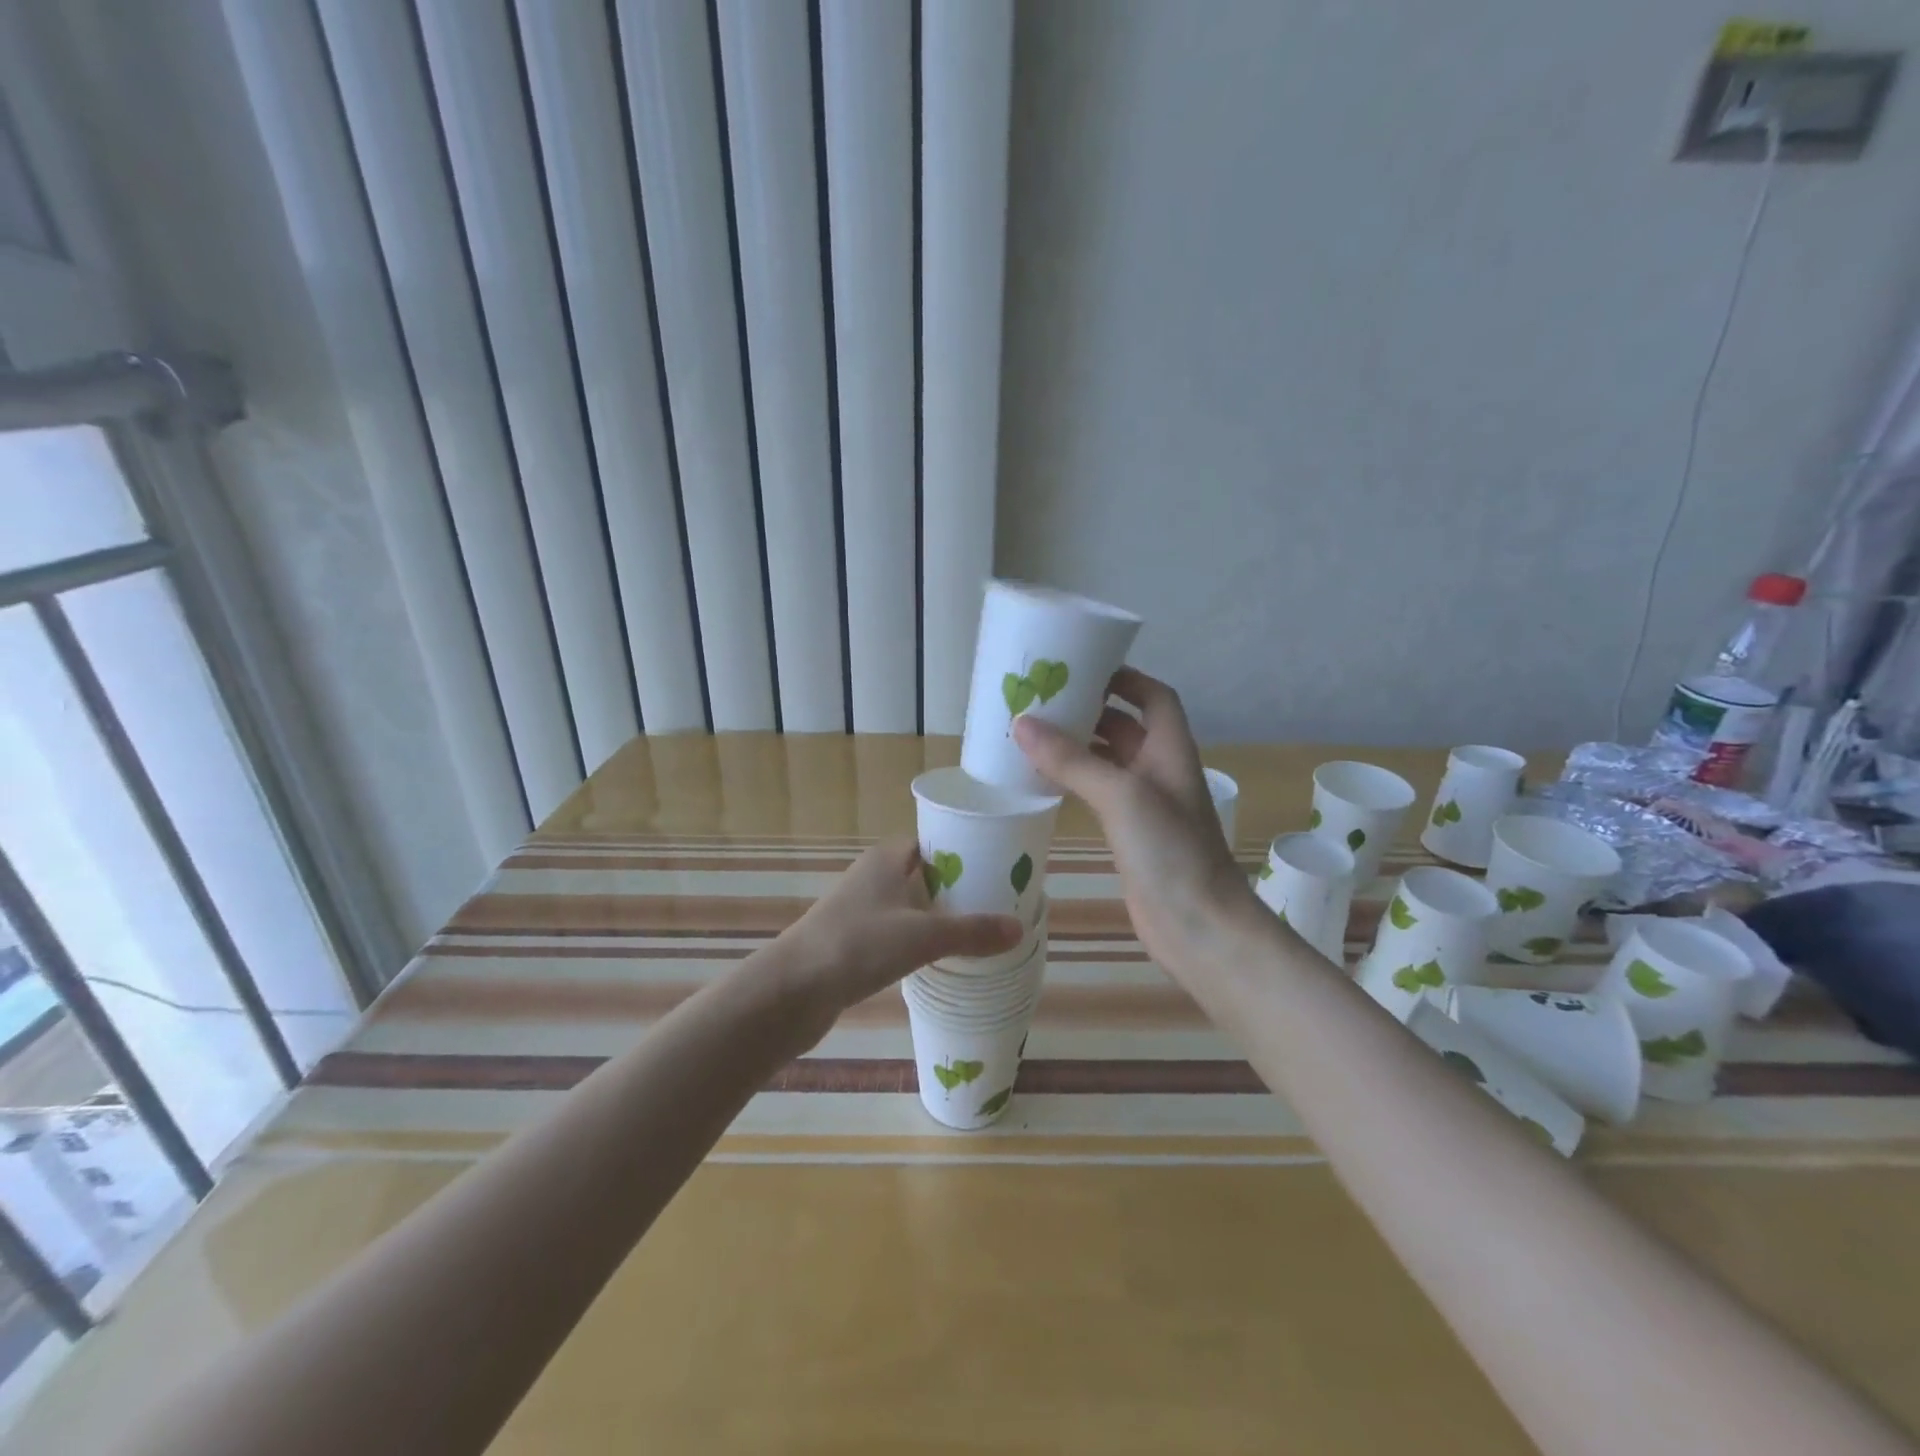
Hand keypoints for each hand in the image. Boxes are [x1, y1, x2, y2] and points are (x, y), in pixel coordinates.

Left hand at [780, 837, 1023, 1019]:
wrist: (792, 990)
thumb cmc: (857, 945)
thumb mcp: (922, 936)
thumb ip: (970, 932)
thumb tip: (1019, 930)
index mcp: (887, 859)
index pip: (932, 841)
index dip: (964, 849)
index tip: (998, 866)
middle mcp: (873, 878)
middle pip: (924, 874)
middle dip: (958, 887)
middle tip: (998, 902)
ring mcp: (861, 911)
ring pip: (910, 906)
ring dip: (939, 916)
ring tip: (979, 931)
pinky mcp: (854, 943)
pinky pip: (897, 933)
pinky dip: (920, 941)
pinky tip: (941, 959)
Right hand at [1014, 668, 1262, 978]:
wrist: (1198, 926)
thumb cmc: (1171, 851)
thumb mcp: (1121, 795)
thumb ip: (1072, 759)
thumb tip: (1023, 724)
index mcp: (1170, 750)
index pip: (1154, 697)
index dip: (1126, 678)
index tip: (1083, 667)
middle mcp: (1159, 771)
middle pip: (1126, 726)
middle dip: (1090, 709)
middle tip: (1042, 699)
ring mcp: (1144, 806)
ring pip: (1108, 762)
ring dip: (1077, 746)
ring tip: (1031, 734)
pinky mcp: (1128, 835)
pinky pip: (1097, 794)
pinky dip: (1073, 781)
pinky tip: (1042, 781)